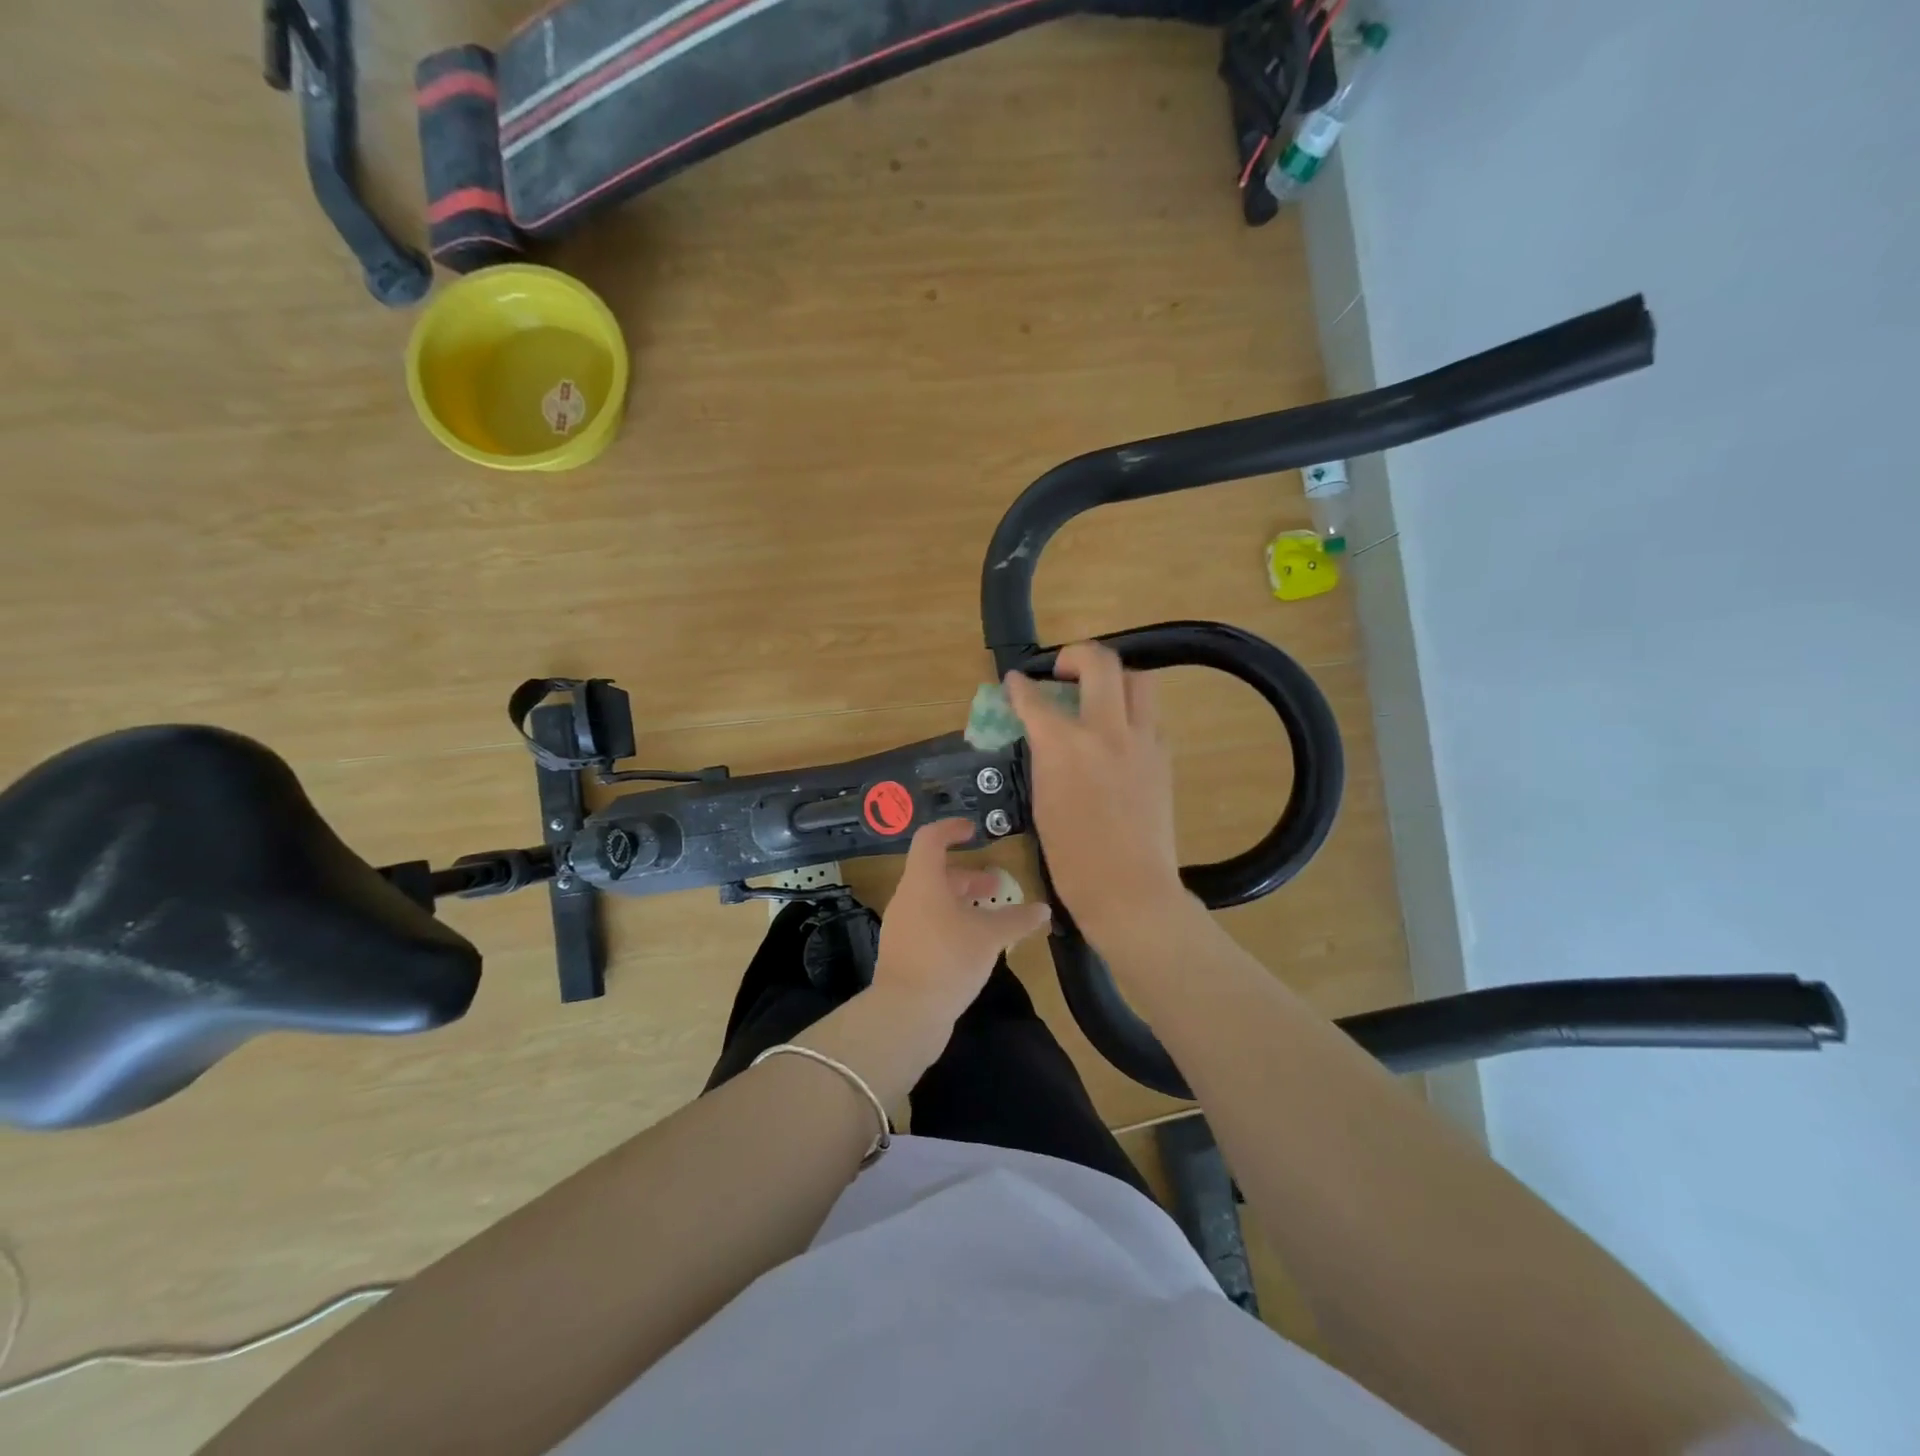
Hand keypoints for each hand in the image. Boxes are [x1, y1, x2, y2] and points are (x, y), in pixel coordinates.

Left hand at [871, 819, 1050, 1029]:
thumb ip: (1016, 920)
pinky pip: (929, 925)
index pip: (930, 839)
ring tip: (991, 918)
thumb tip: (1042, 910)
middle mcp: (907, 899)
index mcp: (923, 882)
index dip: (951, 829)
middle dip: (967, 876)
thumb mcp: (989, 937)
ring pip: (933, 901)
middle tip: (996, 886)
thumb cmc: (948, 960)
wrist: (905, 1014)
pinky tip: (974, 946)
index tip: (973, 831)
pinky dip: (952, 923)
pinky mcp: (903, 953)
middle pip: (935, 873)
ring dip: (962, 902)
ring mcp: (901, 927)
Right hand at [1004, 641, 1191, 939]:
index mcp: (1065, 745)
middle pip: (1101, 662)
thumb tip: (1045, 734)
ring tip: (1099, 695)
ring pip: (1138, 680)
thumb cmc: (1072, 858)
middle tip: (1064, 669)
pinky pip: (1150, 717)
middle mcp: (1107, 731)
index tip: (1015, 681)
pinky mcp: (1163, 757)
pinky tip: (1118, 737)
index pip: (1036, 698)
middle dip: (1077, 654)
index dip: (1020, 686)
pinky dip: (1131, 714)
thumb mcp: (1042, 801)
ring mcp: (1142, 741)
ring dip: (1115, 677)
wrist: (1129, 889)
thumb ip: (1044, 757)